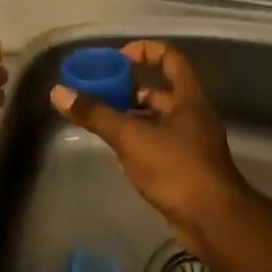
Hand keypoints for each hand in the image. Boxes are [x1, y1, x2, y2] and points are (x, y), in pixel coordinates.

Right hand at [51, 40, 249, 254]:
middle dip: (131, 90)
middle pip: (162, 91)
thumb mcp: (131, 137)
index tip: (117, 59)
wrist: (212, 220)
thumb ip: (96, 114)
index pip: (170, 57)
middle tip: (101, 94)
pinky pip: (160, 145)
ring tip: (103, 121)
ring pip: (159, 120)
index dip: (144, 51)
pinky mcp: (187, 168)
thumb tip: (59, 92)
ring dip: (133, 118)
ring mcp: (193, 144)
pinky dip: (139, 143)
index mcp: (189, 98)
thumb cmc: (175, 168)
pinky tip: (118, 154)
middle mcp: (194, 116)